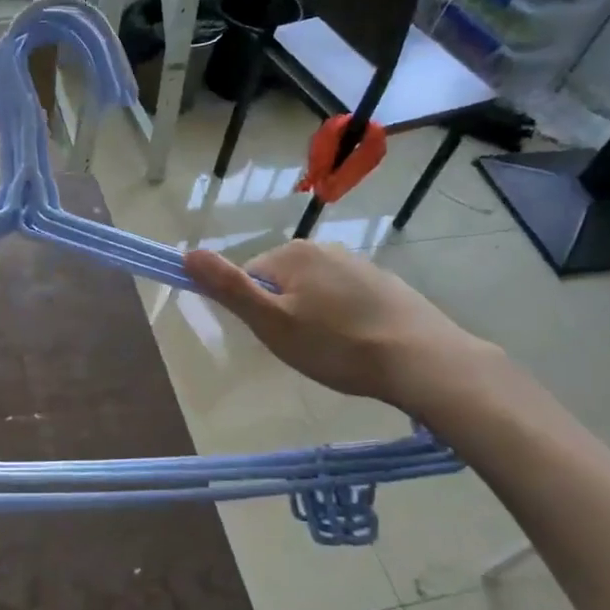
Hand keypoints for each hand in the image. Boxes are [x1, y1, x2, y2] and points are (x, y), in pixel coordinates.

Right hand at [184, 241, 495, 417]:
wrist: (422, 360)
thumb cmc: (336, 345)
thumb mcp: (271, 322)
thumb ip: (228, 288)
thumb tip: (187, 253)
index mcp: (292, 253)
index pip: (248, 277)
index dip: (255, 312)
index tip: (277, 338)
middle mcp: (324, 248)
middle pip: (281, 283)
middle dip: (284, 315)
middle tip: (304, 349)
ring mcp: (358, 264)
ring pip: (314, 293)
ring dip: (314, 319)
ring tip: (333, 352)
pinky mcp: (384, 284)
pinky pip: (345, 300)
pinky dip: (343, 321)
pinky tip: (358, 346)